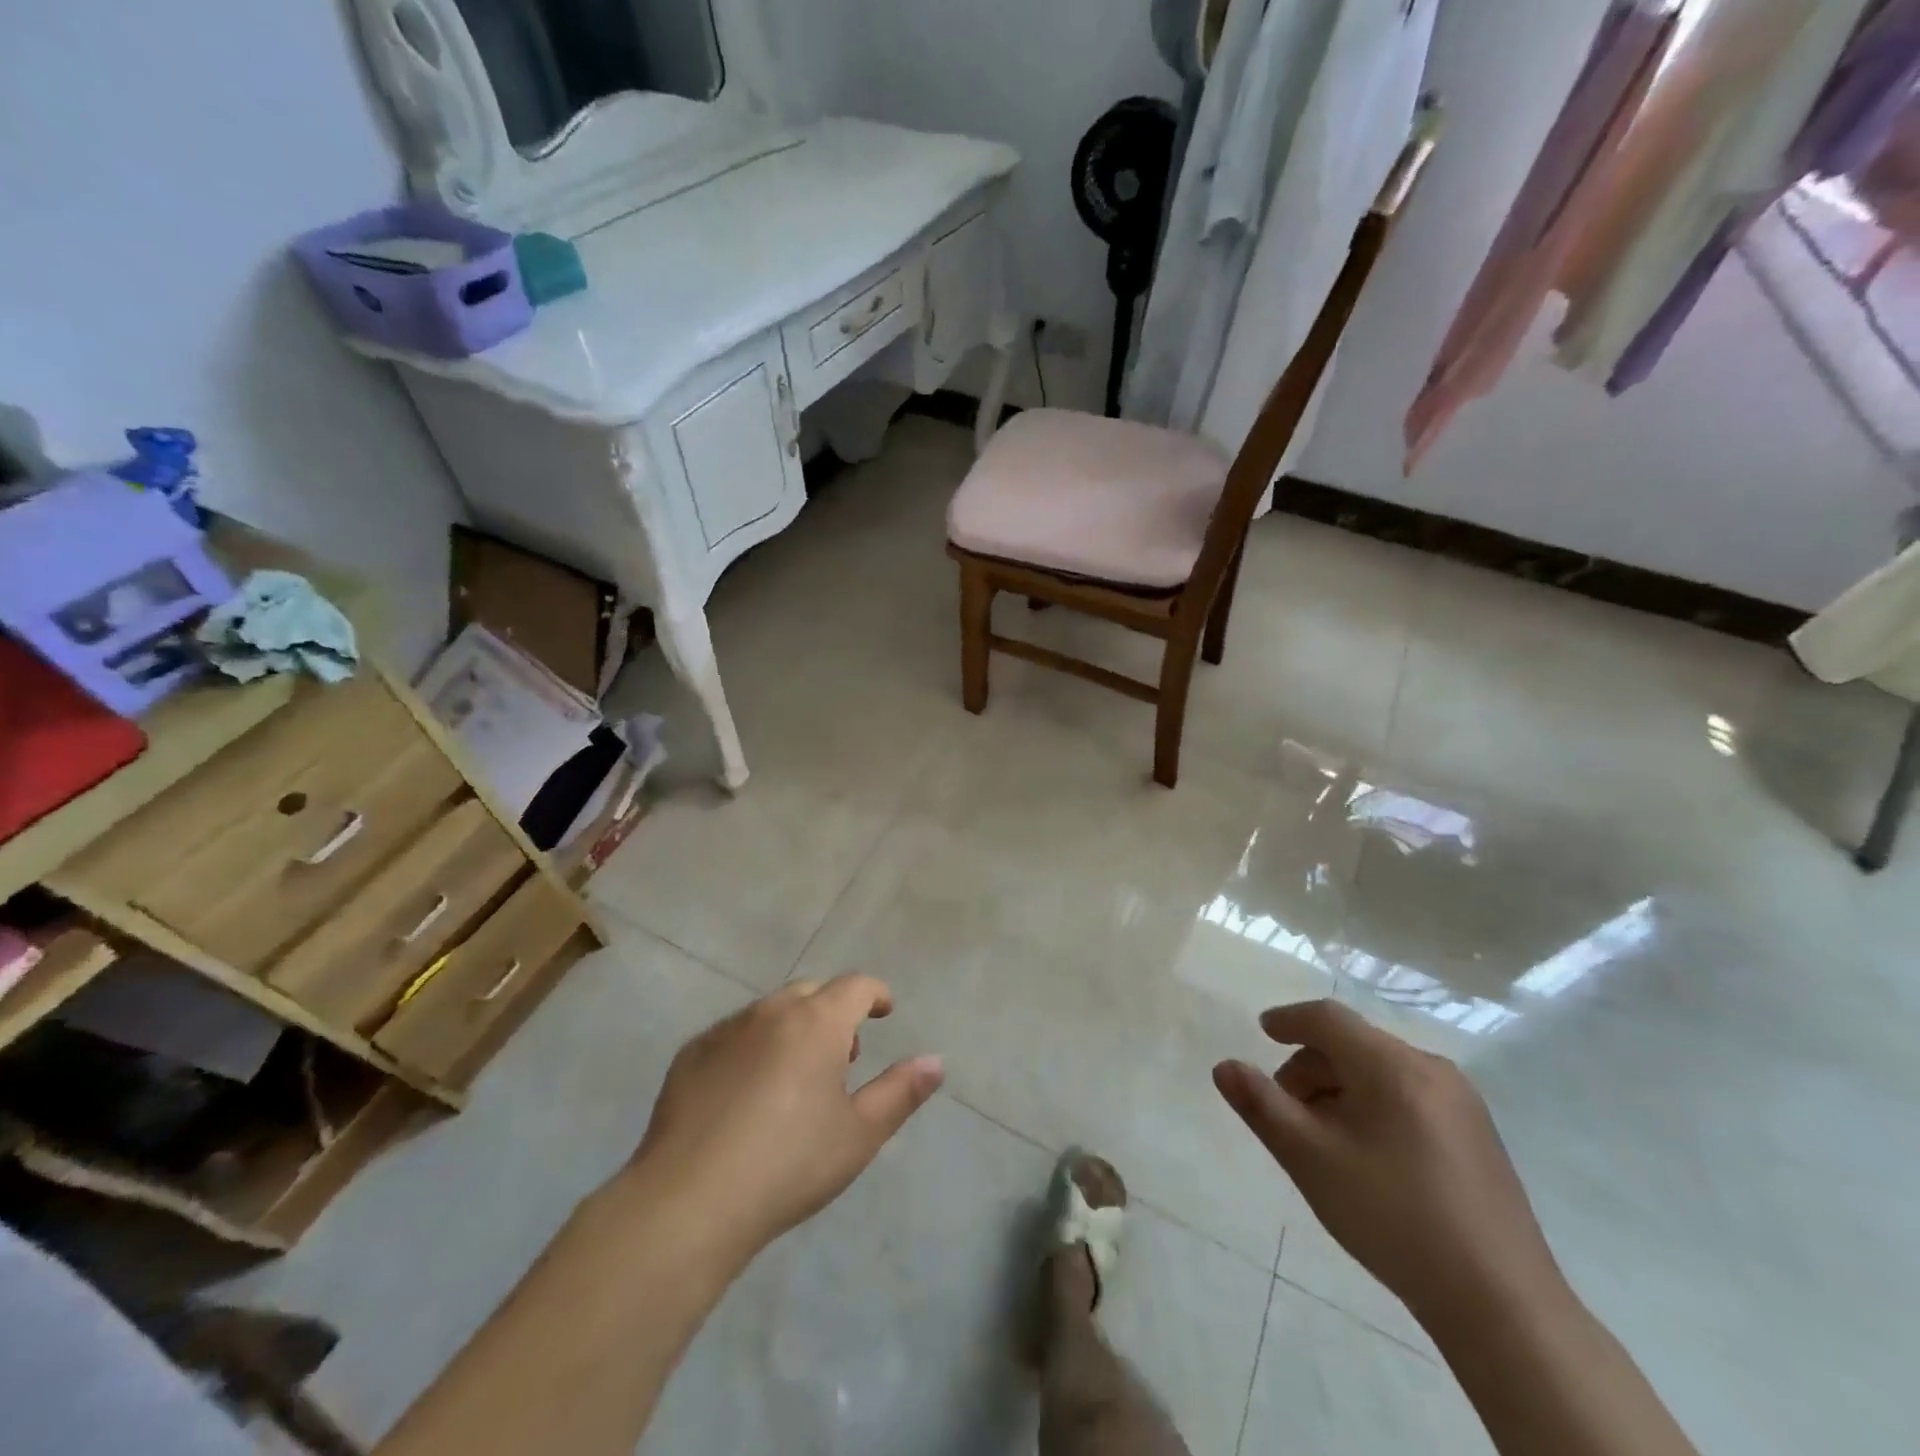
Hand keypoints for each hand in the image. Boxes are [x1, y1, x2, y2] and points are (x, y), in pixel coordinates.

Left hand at [627, 976, 943, 1265]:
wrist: (689, 1201)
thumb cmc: (789, 1164)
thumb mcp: (859, 1134)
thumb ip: (901, 1091)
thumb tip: (936, 1061)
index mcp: (817, 1022)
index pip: (856, 986)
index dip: (875, 994)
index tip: (884, 1012)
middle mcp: (771, 1012)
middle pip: (812, 993)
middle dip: (833, 1012)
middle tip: (842, 1055)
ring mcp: (726, 1030)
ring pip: (770, 1011)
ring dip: (793, 1028)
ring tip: (796, 1076)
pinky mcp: (691, 1055)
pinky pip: (733, 1035)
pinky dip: (753, 1047)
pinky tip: (747, 1094)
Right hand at [1214, 1000, 1562, 1325]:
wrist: (1502, 1305)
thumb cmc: (1394, 1218)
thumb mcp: (1311, 1160)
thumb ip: (1262, 1106)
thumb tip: (1224, 1066)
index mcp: (1393, 1066)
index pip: (1328, 1019)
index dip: (1289, 1020)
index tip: (1261, 1032)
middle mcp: (1431, 1069)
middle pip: (1354, 1045)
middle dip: (1311, 1067)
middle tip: (1285, 1110)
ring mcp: (1462, 1102)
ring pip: (1381, 1071)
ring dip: (1339, 1088)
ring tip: (1322, 1138)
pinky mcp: (1477, 1135)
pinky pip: (1408, 1095)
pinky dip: (1372, 1104)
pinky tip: (1366, 1154)